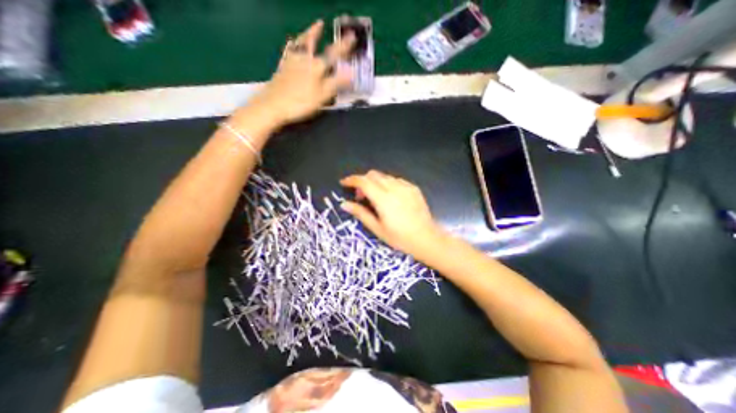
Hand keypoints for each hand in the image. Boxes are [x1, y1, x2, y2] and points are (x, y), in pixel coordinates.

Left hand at [247, 19, 355, 127]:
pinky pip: (288, 51)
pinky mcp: (282, 67)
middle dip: (320, 33)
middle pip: (313, 43)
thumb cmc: (301, 102)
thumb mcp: (322, 96)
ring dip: (307, 33)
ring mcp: (291, 61)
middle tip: (323, 23)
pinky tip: (292, 42)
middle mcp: (304, 59)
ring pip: (300, 43)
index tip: (352, 37)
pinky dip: (292, 44)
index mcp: (317, 67)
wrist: (273, 105)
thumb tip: (352, 74)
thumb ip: (336, 83)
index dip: (344, 46)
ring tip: (313, 27)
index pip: (334, 54)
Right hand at [338, 171, 441, 258]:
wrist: (427, 238)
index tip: (344, 183)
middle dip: (362, 181)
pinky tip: (390, 197)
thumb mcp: (377, 228)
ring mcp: (406, 186)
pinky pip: (395, 180)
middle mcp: (395, 188)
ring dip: (374, 182)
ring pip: (384, 176)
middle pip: (373, 175)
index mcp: (384, 199)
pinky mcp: (413, 188)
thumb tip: (344, 204)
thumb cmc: (400, 238)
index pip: (363, 181)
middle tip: (361, 197)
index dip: (351, 180)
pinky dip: (387, 184)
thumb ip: (360, 213)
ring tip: (375, 198)